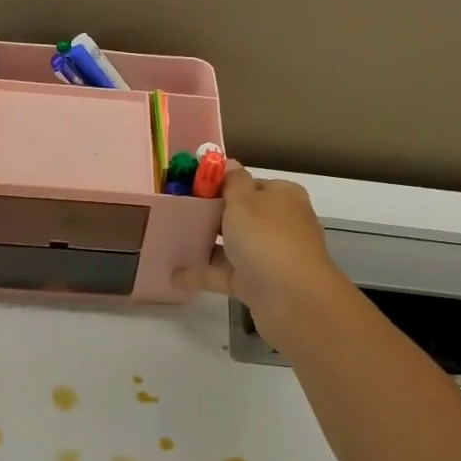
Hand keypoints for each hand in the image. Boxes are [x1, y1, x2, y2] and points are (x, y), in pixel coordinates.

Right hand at [173, 166, 353, 351]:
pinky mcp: (257, 284)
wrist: (290, 298)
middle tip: (176, 214)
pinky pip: (224, 274)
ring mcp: (269, 256)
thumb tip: (230, 163)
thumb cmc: (266, 237)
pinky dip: (202, 274)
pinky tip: (174, 275)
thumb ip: (232, 181)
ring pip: (232, 246)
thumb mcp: (244, 200)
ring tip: (170, 242)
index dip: (223, 185)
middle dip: (211, 216)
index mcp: (283, 197)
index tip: (192, 189)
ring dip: (205, 245)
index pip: (251, 184)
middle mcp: (279, 224)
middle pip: (241, 216)